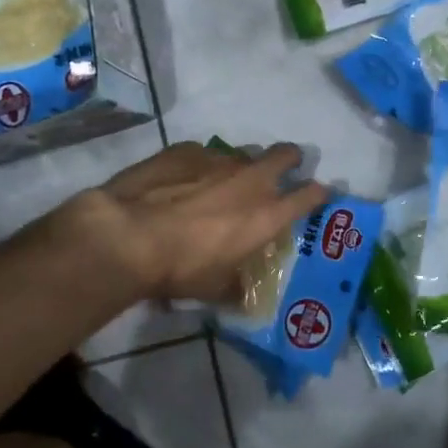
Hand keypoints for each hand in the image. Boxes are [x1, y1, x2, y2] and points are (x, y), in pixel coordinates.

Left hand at [62, 141, 330, 305]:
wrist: (128, 234)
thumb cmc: (181, 269)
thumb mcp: (214, 289)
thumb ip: (235, 289)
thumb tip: (242, 297)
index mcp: (267, 214)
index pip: (310, 195)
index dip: (319, 193)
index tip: (319, 194)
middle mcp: (251, 179)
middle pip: (286, 154)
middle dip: (290, 159)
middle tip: (282, 170)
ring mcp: (219, 159)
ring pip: (243, 154)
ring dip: (241, 166)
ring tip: (220, 185)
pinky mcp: (186, 149)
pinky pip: (204, 154)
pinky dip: (201, 166)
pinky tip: (182, 182)